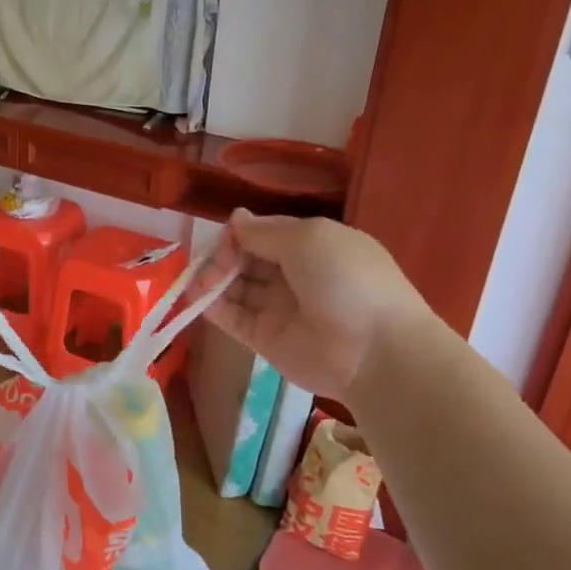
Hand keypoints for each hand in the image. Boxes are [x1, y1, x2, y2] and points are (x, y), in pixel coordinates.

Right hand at [199, 211, 430, 398]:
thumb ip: (265, 230)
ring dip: (212, 280)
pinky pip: (233, 318)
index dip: (241, 233)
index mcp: (313, 246)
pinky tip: (196, 298)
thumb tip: (236, 218)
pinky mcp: (264, 339)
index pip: (265, 233)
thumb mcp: (309, 238)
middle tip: (210, 263)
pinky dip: (212, 307)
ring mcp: (278, 308)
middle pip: (247, 259)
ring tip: (196, 281)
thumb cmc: (346, 280)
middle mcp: (294, 275)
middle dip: (223, 256)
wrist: (374, 351)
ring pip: (236, 287)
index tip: (223, 236)